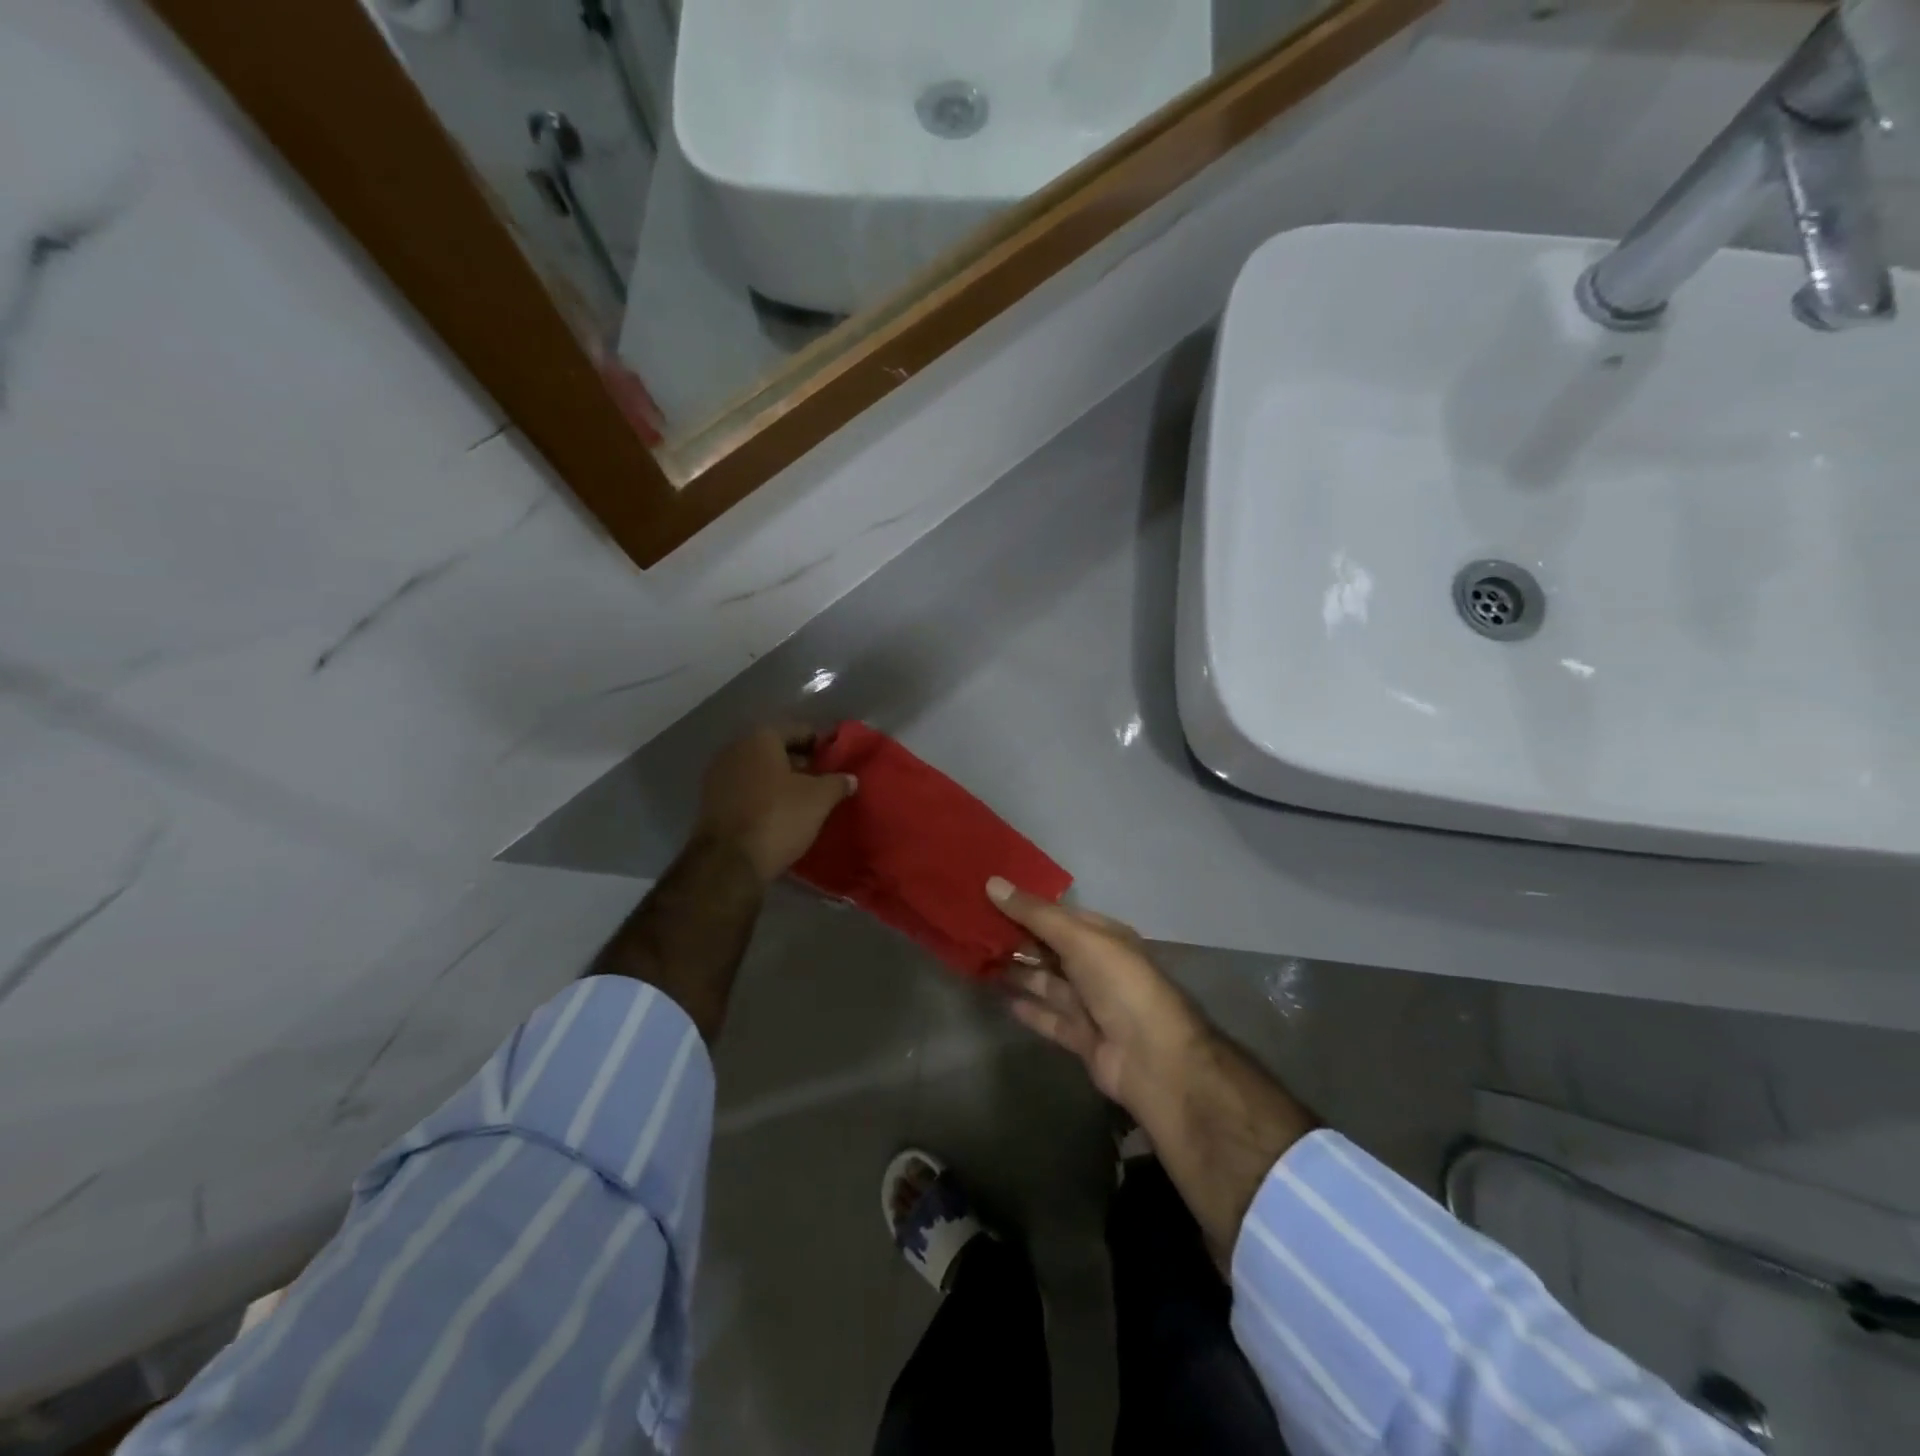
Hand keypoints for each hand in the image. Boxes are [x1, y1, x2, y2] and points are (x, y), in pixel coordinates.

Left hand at [697, 726, 856, 884]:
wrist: (729, 863)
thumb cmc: (779, 818)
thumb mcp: (819, 799)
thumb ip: (837, 782)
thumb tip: (850, 778)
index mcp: (760, 738)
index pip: (799, 730)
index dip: (821, 744)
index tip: (837, 760)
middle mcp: (734, 749)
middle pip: (775, 749)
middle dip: (800, 762)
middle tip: (823, 780)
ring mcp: (717, 775)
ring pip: (758, 770)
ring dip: (780, 780)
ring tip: (804, 799)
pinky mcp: (710, 802)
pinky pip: (745, 790)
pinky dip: (762, 796)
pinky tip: (780, 812)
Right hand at [988, 877, 1317, 1258]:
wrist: (1154, 1058)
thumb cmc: (1120, 983)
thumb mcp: (1079, 937)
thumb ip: (1035, 914)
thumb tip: (992, 882)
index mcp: (1104, 936)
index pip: (1059, 915)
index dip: (1025, 906)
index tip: (987, 898)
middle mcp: (1098, 966)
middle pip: (1051, 949)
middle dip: (1017, 940)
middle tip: (973, 931)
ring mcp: (1091, 1004)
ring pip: (1048, 983)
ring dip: (1018, 973)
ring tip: (978, 961)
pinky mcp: (1083, 1038)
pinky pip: (1050, 1018)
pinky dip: (1029, 1009)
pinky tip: (1002, 1000)